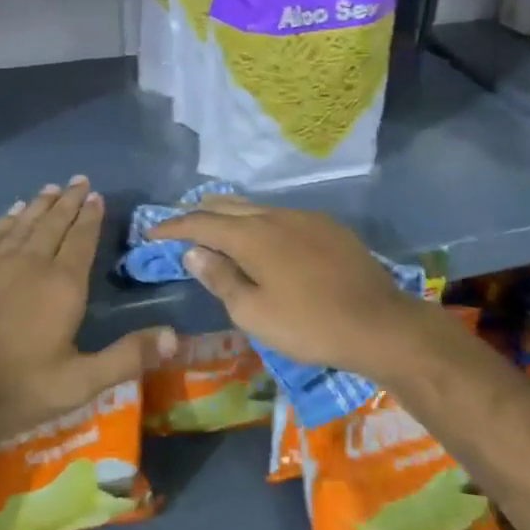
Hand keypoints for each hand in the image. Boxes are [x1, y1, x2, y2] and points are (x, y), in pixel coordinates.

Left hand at [0, 177, 176, 448]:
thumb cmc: (12, 389)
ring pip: (23, 223)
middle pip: (54, 223)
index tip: (96, 195)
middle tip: (78, 180)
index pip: (82, 239)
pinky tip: (11, 212)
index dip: (91, 216)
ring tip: (51, 189)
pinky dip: (5, 220)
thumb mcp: (78, 384)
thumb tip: (176, 336)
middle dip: (69, 201)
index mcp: (63, 285)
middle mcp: (31, 262)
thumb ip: (127, 357)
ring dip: (40, 205)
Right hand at [148, 197, 433, 382]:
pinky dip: (259, 221)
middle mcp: (275, 215)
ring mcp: (304, 217)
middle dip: (199, 212)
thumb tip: (194, 252)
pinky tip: (263, 238)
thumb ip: (220, 278)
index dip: (173, 226)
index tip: (151, 232)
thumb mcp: (254, 313)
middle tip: (179, 224)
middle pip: (228, 205)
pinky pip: (281, 215)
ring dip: (231, 215)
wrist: (378, 323)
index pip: (201, 223)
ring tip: (216, 227)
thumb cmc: (309, 324)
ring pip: (256, 207)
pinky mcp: (328, 226)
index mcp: (251, 235)